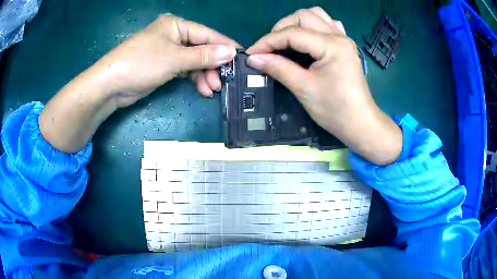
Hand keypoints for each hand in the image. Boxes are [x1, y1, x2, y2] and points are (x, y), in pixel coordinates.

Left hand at [39, 14, 239, 152]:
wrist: (111, 85)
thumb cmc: (141, 63)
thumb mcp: (174, 58)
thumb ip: (203, 56)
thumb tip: (231, 53)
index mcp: (176, 25)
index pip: (206, 34)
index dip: (224, 47)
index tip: (240, 58)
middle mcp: (173, 35)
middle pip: (201, 49)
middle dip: (212, 66)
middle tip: (223, 82)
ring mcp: (168, 51)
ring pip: (193, 61)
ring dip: (203, 75)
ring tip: (213, 90)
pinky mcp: (163, 66)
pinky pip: (184, 70)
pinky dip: (193, 79)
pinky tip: (201, 89)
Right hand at [246, 7, 401, 164]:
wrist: (360, 123)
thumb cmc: (335, 110)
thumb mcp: (304, 89)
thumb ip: (279, 68)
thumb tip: (254, 58)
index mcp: (331, 46)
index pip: (292, 34)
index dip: (268, 41)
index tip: (252, 53)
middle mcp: (339, 36)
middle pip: (303, 16)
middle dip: (281, 28)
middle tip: (271, 47)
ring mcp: (344, 39)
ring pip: (316, 15)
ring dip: (296, 23)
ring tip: (286, 40)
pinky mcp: (345, 45)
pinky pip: (328, 24)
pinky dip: (313, 26)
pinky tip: (308, 38)